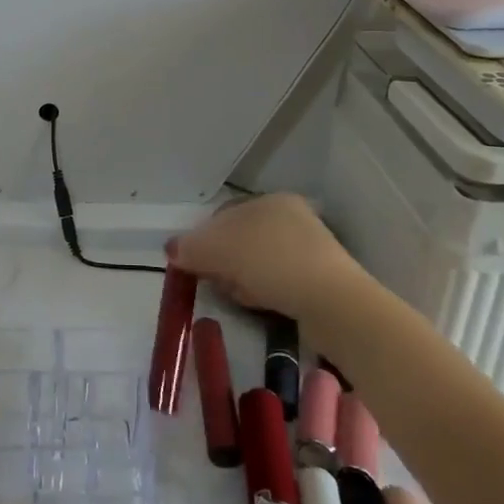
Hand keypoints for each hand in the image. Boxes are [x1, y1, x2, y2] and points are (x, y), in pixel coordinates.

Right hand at [168, 193, 362, 322]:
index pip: (223, 215)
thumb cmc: (270, 262)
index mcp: (270, 200)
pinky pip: (278, 280)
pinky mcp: (321, 278)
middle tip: (215, 281)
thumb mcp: (218, 250)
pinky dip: (264, 290)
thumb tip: (171, 249)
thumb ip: (189, 247)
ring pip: (258, 262)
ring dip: (242, 278)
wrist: (332, 302)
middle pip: (240, 239)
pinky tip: (261, 303)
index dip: (202, 238)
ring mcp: (310, 248)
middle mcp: (292, 216)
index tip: (193, 263)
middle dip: (222, 261)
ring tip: (239, 296)